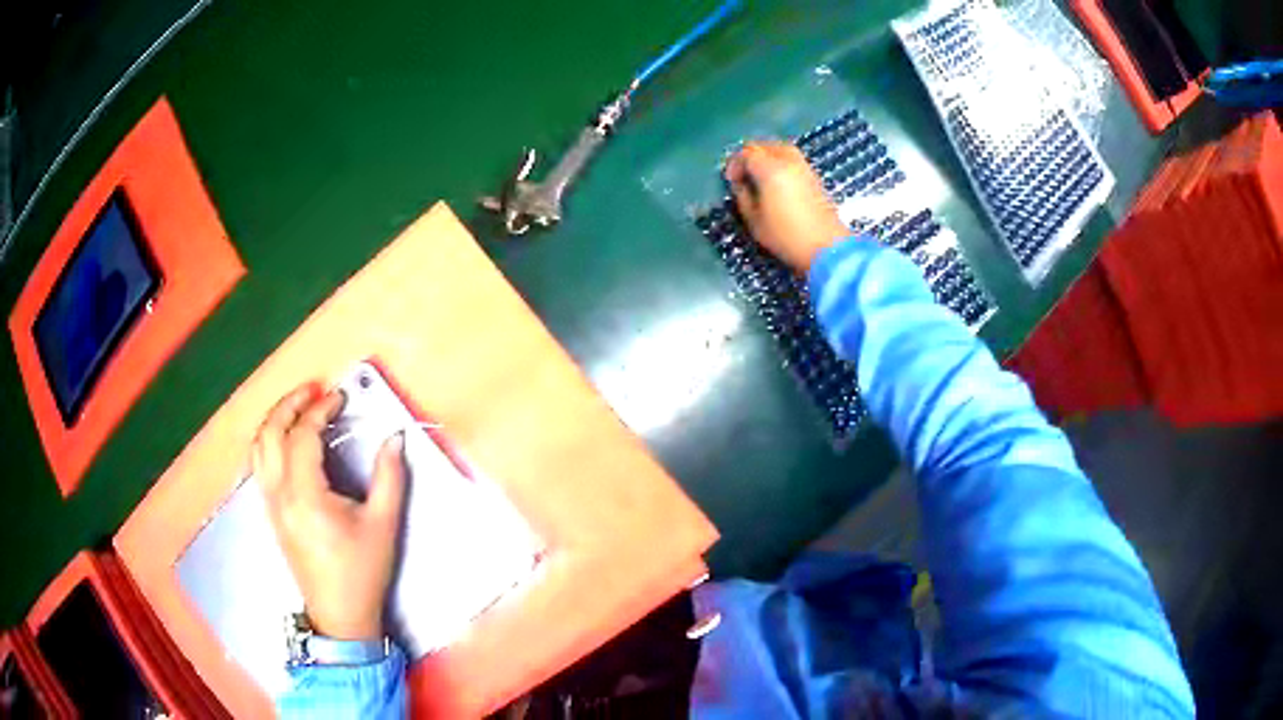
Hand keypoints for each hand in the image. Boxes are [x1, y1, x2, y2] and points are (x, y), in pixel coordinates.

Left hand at [252, 386, 406, 640]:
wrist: (340, 614)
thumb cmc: (362, 571)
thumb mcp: (383, 525)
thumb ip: (389, 477)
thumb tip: (394, 438)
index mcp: (305, 496)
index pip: (302, 437)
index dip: (320, 410)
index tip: (339, 397)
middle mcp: (279, 494)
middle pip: (269, 433)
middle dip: (289, 404)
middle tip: (313, 390)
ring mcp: (270, 504)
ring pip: (258, 448)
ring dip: (275, 419)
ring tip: (298, 407)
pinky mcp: (270, 513)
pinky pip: (259, 464)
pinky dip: (269, 439)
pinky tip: (286, 439)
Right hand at [725, 141, 851, 272]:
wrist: (828, 247)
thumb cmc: (786, 236)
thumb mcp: (754, 221)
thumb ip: (743, 197)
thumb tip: (741, 184)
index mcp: (770, 169)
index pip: (747, 153)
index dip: (735, 164)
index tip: (731, 181)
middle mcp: (788, 161)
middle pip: (765, 145)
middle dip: (750, 156)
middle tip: (744, 174)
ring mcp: (804, 167)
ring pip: (781, 148)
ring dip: (767, 157)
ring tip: (760, 176)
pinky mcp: (815, 177)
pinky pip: (793, 159)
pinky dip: (781, 163)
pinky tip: (777, 182)